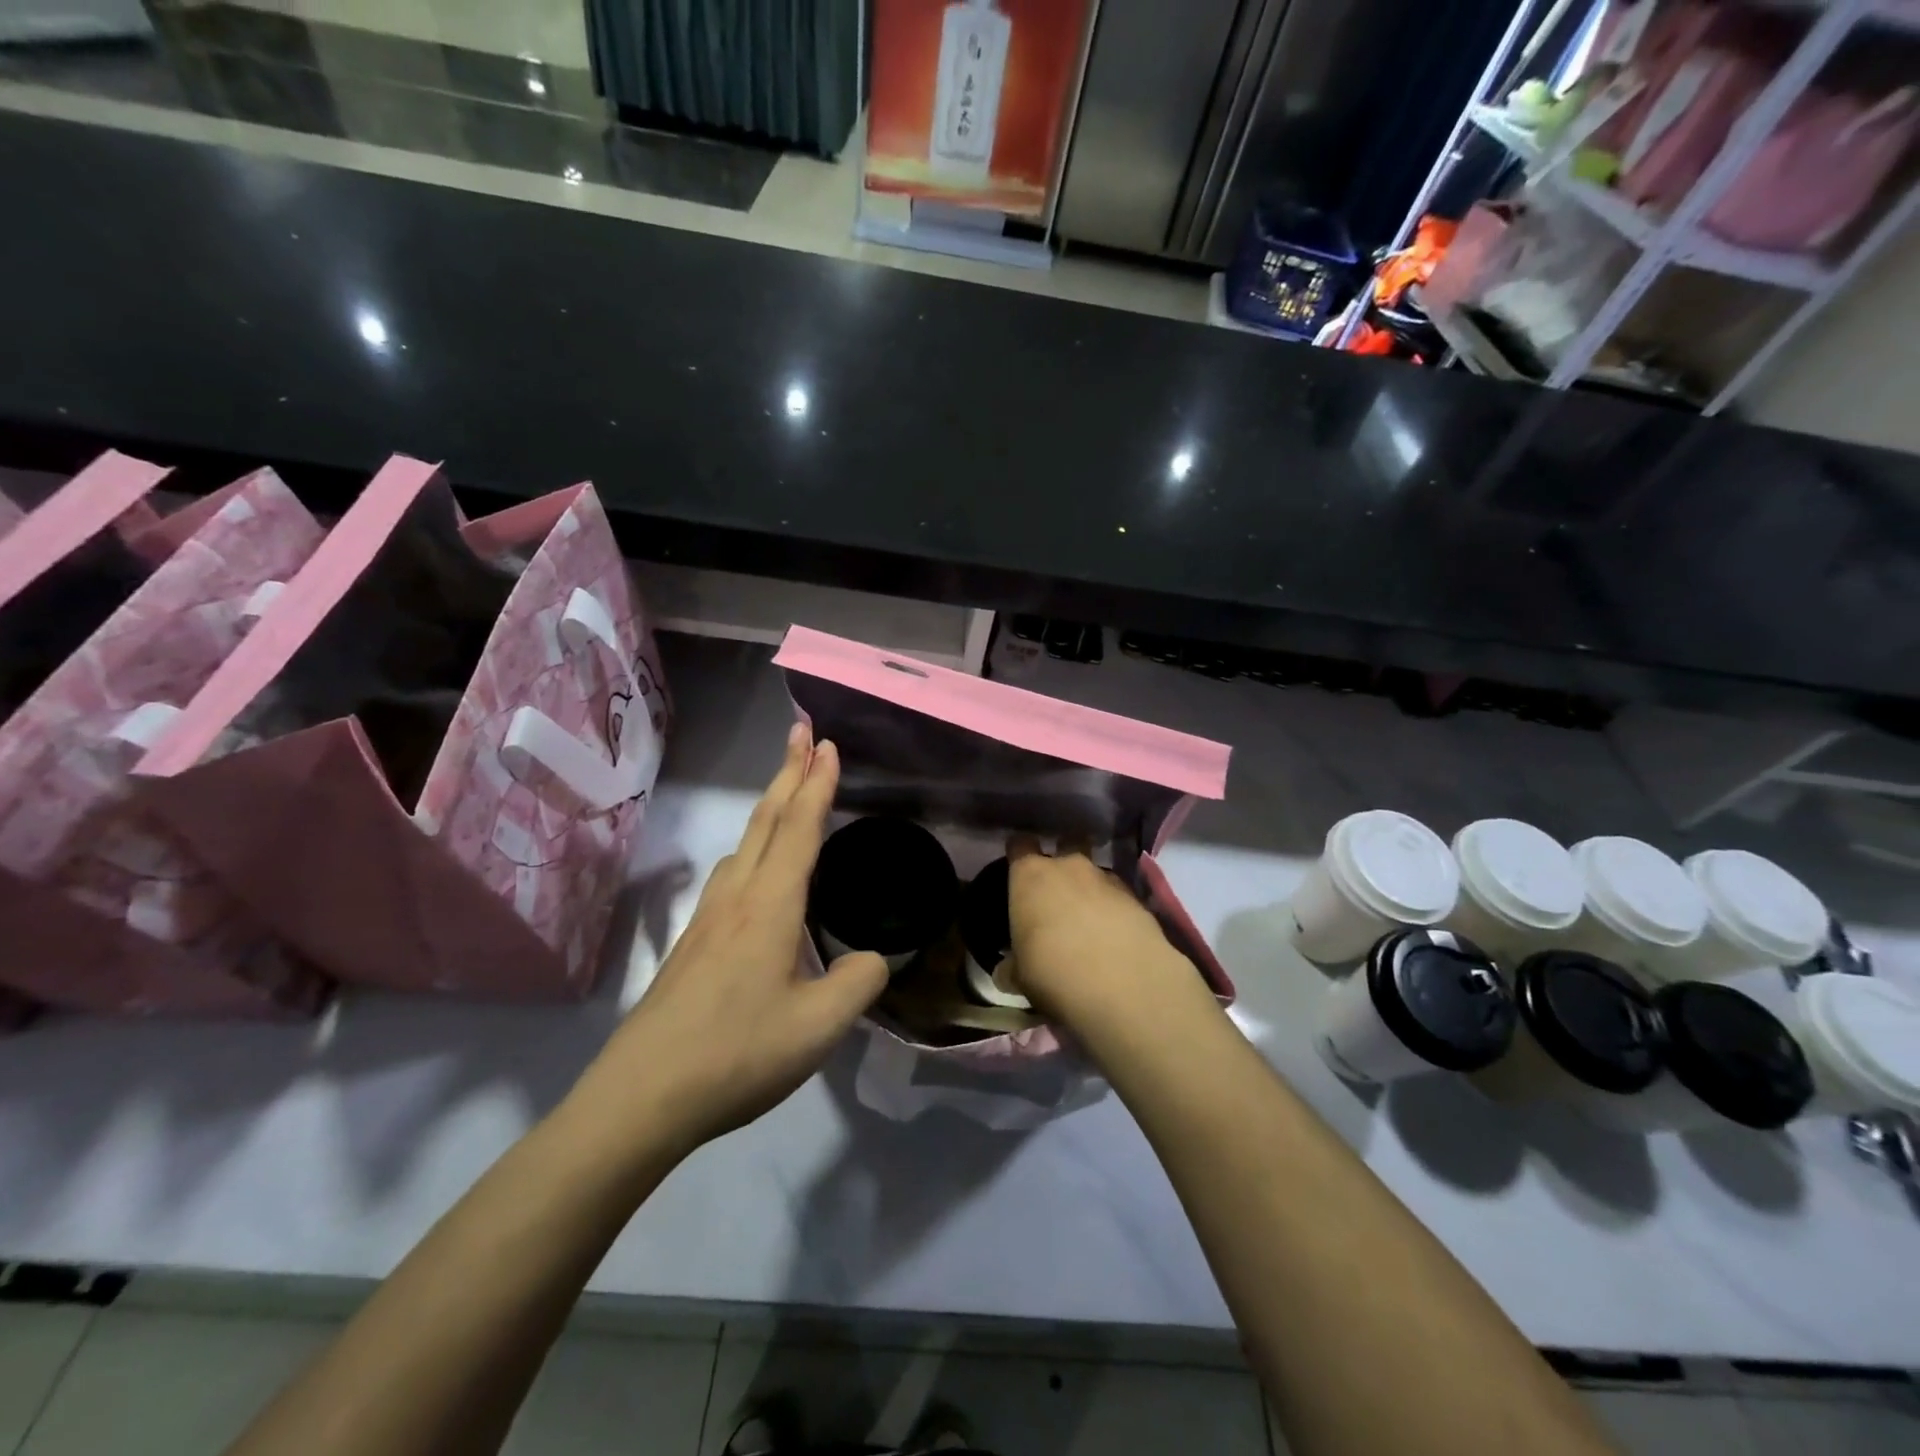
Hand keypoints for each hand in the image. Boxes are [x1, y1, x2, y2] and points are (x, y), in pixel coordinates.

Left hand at [575, 723, 887, 1155]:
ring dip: (770, 808)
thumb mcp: (818, 1026)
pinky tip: (757, 873)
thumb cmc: (737, 1054)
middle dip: (788, 772)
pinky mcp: (693, 944)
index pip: (800, 829)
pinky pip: (732, 873)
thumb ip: (858, 983)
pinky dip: (755, 847)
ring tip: (789, 793)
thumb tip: (872, 959)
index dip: (817, 783)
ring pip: (745, 845)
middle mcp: (736, 898)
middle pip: (766, 821)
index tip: (827, 744)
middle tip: (802, 732)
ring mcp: (708, 919)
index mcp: (769, 906)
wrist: (642, 1096)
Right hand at [1006, 836, 1206, 1029]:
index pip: (1019, 845)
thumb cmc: (1052, 970)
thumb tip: (1007, 970)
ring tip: (1090, 918)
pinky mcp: (1136, 898)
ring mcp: (1106, 878)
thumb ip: (1013, 964)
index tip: (1018, 869)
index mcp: (1030, 875)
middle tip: (1059, 891)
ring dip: (1091, 888)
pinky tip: (1114, 934)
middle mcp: (1068, 866)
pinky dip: (1115, 908)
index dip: (1019, 854)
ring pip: (1095, 871)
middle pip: (1066, 844)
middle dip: (1063, 861)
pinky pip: (1118, 895)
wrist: (1121, 981)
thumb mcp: (1020, 974)